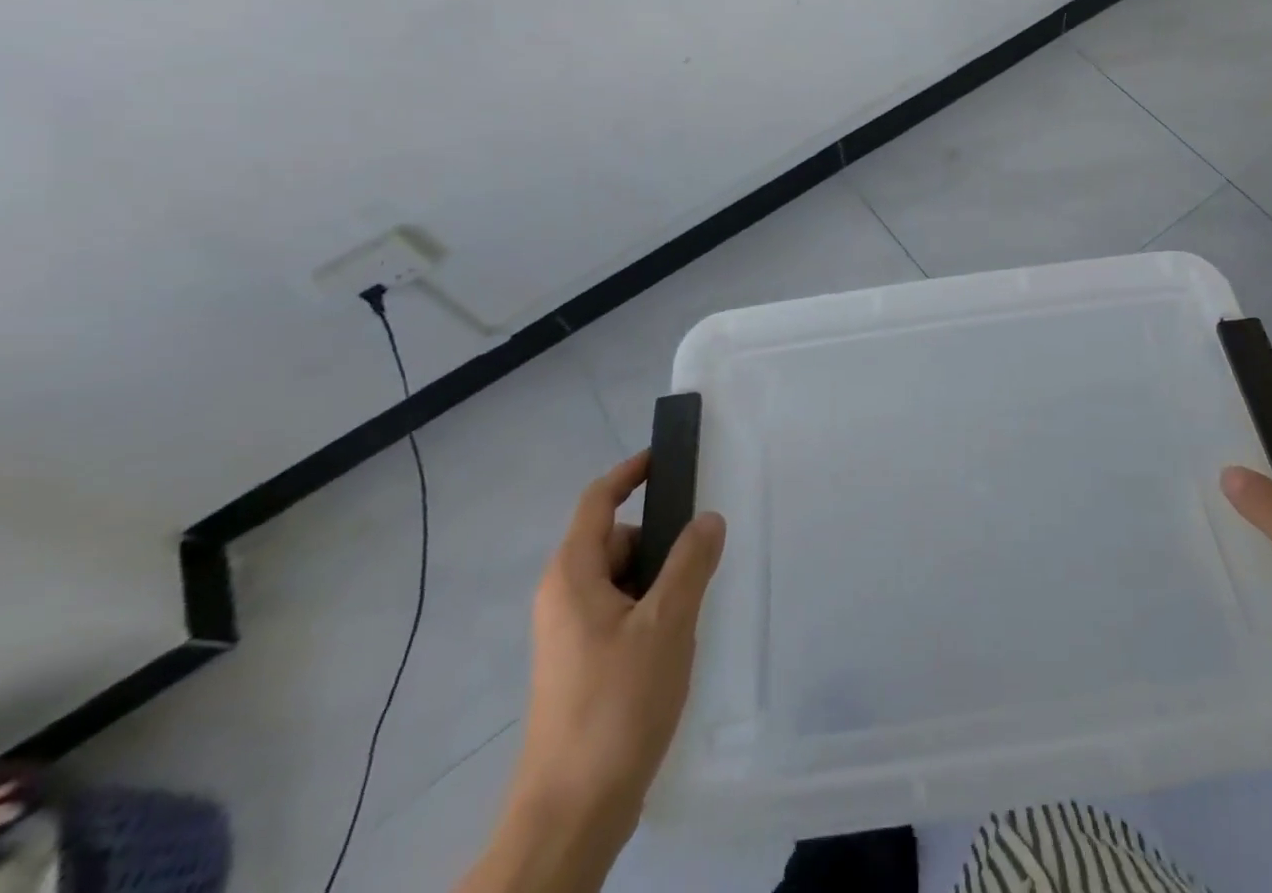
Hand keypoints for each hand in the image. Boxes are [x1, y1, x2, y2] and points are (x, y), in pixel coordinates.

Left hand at [508, 451, 725, 837]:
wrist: (572, 814)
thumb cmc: (616, 705)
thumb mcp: (667, 623)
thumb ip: (691, 562)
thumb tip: (708, 518)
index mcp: (572, 575)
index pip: (598, 500)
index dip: (630, 471)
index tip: (666, 457)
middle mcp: (563, 596)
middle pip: (615, 540)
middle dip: (659, 539)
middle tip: (702, 556)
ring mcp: (569, 634)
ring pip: (621, 580)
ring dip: (659, 580)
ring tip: (694, 608)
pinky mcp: (580, 666)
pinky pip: (620, 613)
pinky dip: (649, 610)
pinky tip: (676, 643)